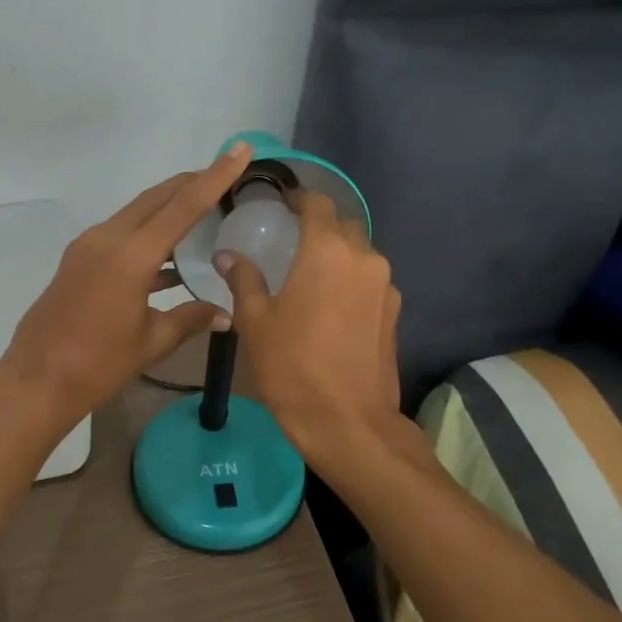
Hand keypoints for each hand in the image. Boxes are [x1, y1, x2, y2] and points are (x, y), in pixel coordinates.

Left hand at [0, 143, 254, 424]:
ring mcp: (88, 246)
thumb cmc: (98, 364)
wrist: (36, 380)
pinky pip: (121, 233)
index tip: (237, 150)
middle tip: (224, 175)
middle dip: (191, 183)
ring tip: (203, 210)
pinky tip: (169, 256)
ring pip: (137, 213)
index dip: (214, 176)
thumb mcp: (152, 342)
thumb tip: (226, 314)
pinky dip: (148, 234)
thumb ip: (191, 319)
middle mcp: (108, 238)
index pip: (183, 206)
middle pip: (157, 198)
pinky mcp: (79, 259)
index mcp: (131, 255)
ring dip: (168, 207)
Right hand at [216, 191, 403, 468]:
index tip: (282, 204)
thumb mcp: (255, 321)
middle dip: (320, 225)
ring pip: (361, 253)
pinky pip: (371, 280)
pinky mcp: (394, 312)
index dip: (299, 198)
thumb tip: (227, 255)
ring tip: (311, 273)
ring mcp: (385, 286)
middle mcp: (364, 258)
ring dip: (339, 254)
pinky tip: (331, 304)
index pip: (317, 204)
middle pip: (344, 225)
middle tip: (292, 240)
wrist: (348, 422)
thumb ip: (243, 279)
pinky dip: (352, 279)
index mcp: (327, 251)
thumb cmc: (292, 366)